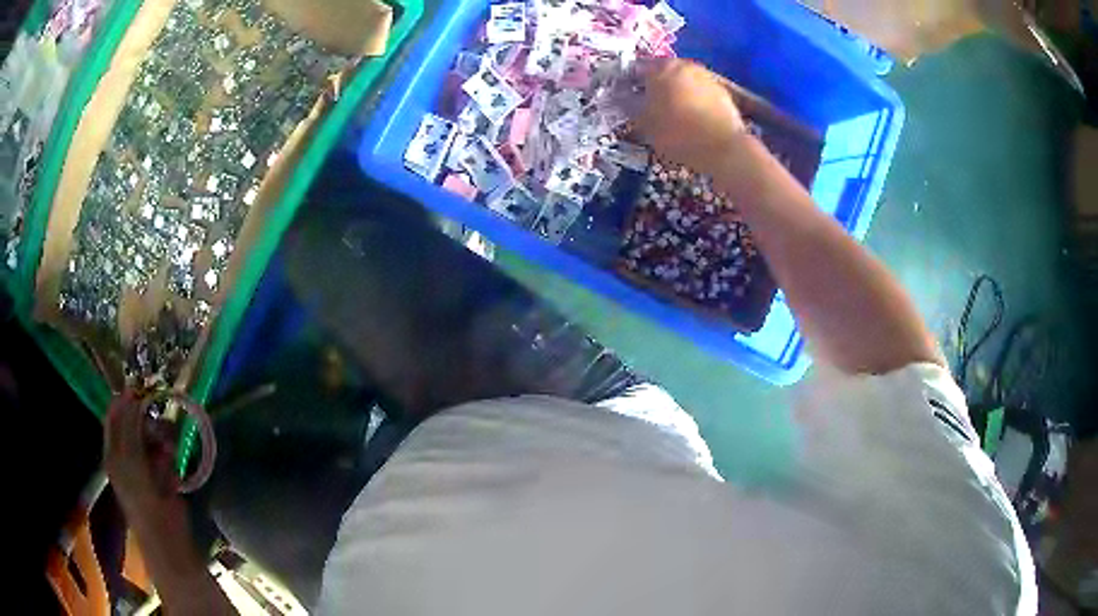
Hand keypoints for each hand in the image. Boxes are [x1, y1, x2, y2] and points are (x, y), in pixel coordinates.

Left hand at [104, 392, 182, 514]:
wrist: (165, 535)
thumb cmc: (141, 497)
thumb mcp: (130, 458)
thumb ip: (130, 426)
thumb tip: (131, 394)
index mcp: (113, 450)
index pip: (114, 416)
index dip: (124, 401)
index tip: (139, 389)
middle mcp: (127, 452)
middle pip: (135, 423)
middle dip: (147, 420)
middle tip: (156, 425)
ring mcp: (146, 462)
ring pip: (153, 435)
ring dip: (161, 436)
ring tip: (167, 448)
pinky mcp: (164, 472)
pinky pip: (166, 451)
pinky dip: (170, 452)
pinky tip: (171, 460)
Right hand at [619, 59, 746, 172]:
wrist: (724, 147)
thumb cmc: (678, 134)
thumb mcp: (645, 123)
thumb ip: (630, 105)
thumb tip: (621, 97)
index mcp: (661, 68)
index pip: (636, 69)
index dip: (627, 83)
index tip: (623, 97)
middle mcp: (684, 65)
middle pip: (662, 72)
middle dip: (654, 86)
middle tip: (648, 105)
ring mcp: (706, 76)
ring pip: (683, 81)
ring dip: (675, 93)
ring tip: (671, 113)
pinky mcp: (724, 92)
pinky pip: (700, 93)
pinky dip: (693, 101)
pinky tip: (691, 118)